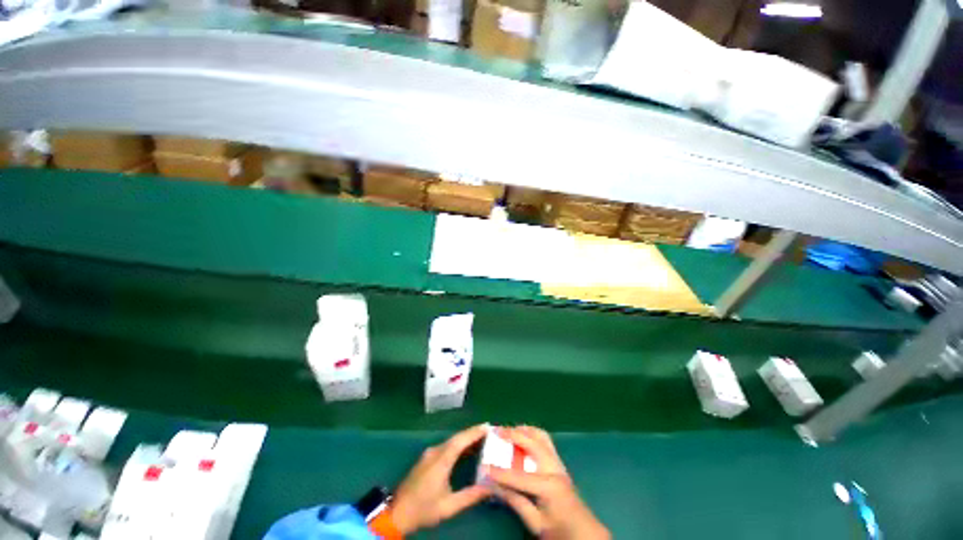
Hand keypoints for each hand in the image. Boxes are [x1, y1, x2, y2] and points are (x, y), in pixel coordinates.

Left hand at [390, 424, 491, 534]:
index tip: (488, 427)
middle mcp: (435, 452)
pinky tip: (467, 449)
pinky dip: (459, 445)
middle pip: (457, 438)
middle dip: (473, 433)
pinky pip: (446, 446)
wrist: (397, 513)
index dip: (474, 432)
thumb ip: (470, 496)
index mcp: (440, 461)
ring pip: (451, 441)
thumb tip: (491, 486)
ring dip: (466, 438)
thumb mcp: (449, 507)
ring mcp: (430, 454)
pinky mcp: (427, 458)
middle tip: (489, 432)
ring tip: (482, 438)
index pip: (460, 440)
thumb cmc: (423, 509)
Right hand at [486, 426, 610, 539]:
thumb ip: (516, 502)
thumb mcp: (536, 524)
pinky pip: (545, 441)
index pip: (519, 476)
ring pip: (542, 436)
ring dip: (525, 430)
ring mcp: (559, 463)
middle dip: (514, 434)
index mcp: (549, 486)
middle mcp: (555, 468)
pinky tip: (523, 438)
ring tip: (510, 430)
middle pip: (532, 443)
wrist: (586, 533)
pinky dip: (532, 434)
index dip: (500, 472)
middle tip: (498, 431)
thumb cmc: (561, 531)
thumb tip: (495, 486)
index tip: (484, 465)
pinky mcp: (560, 463)